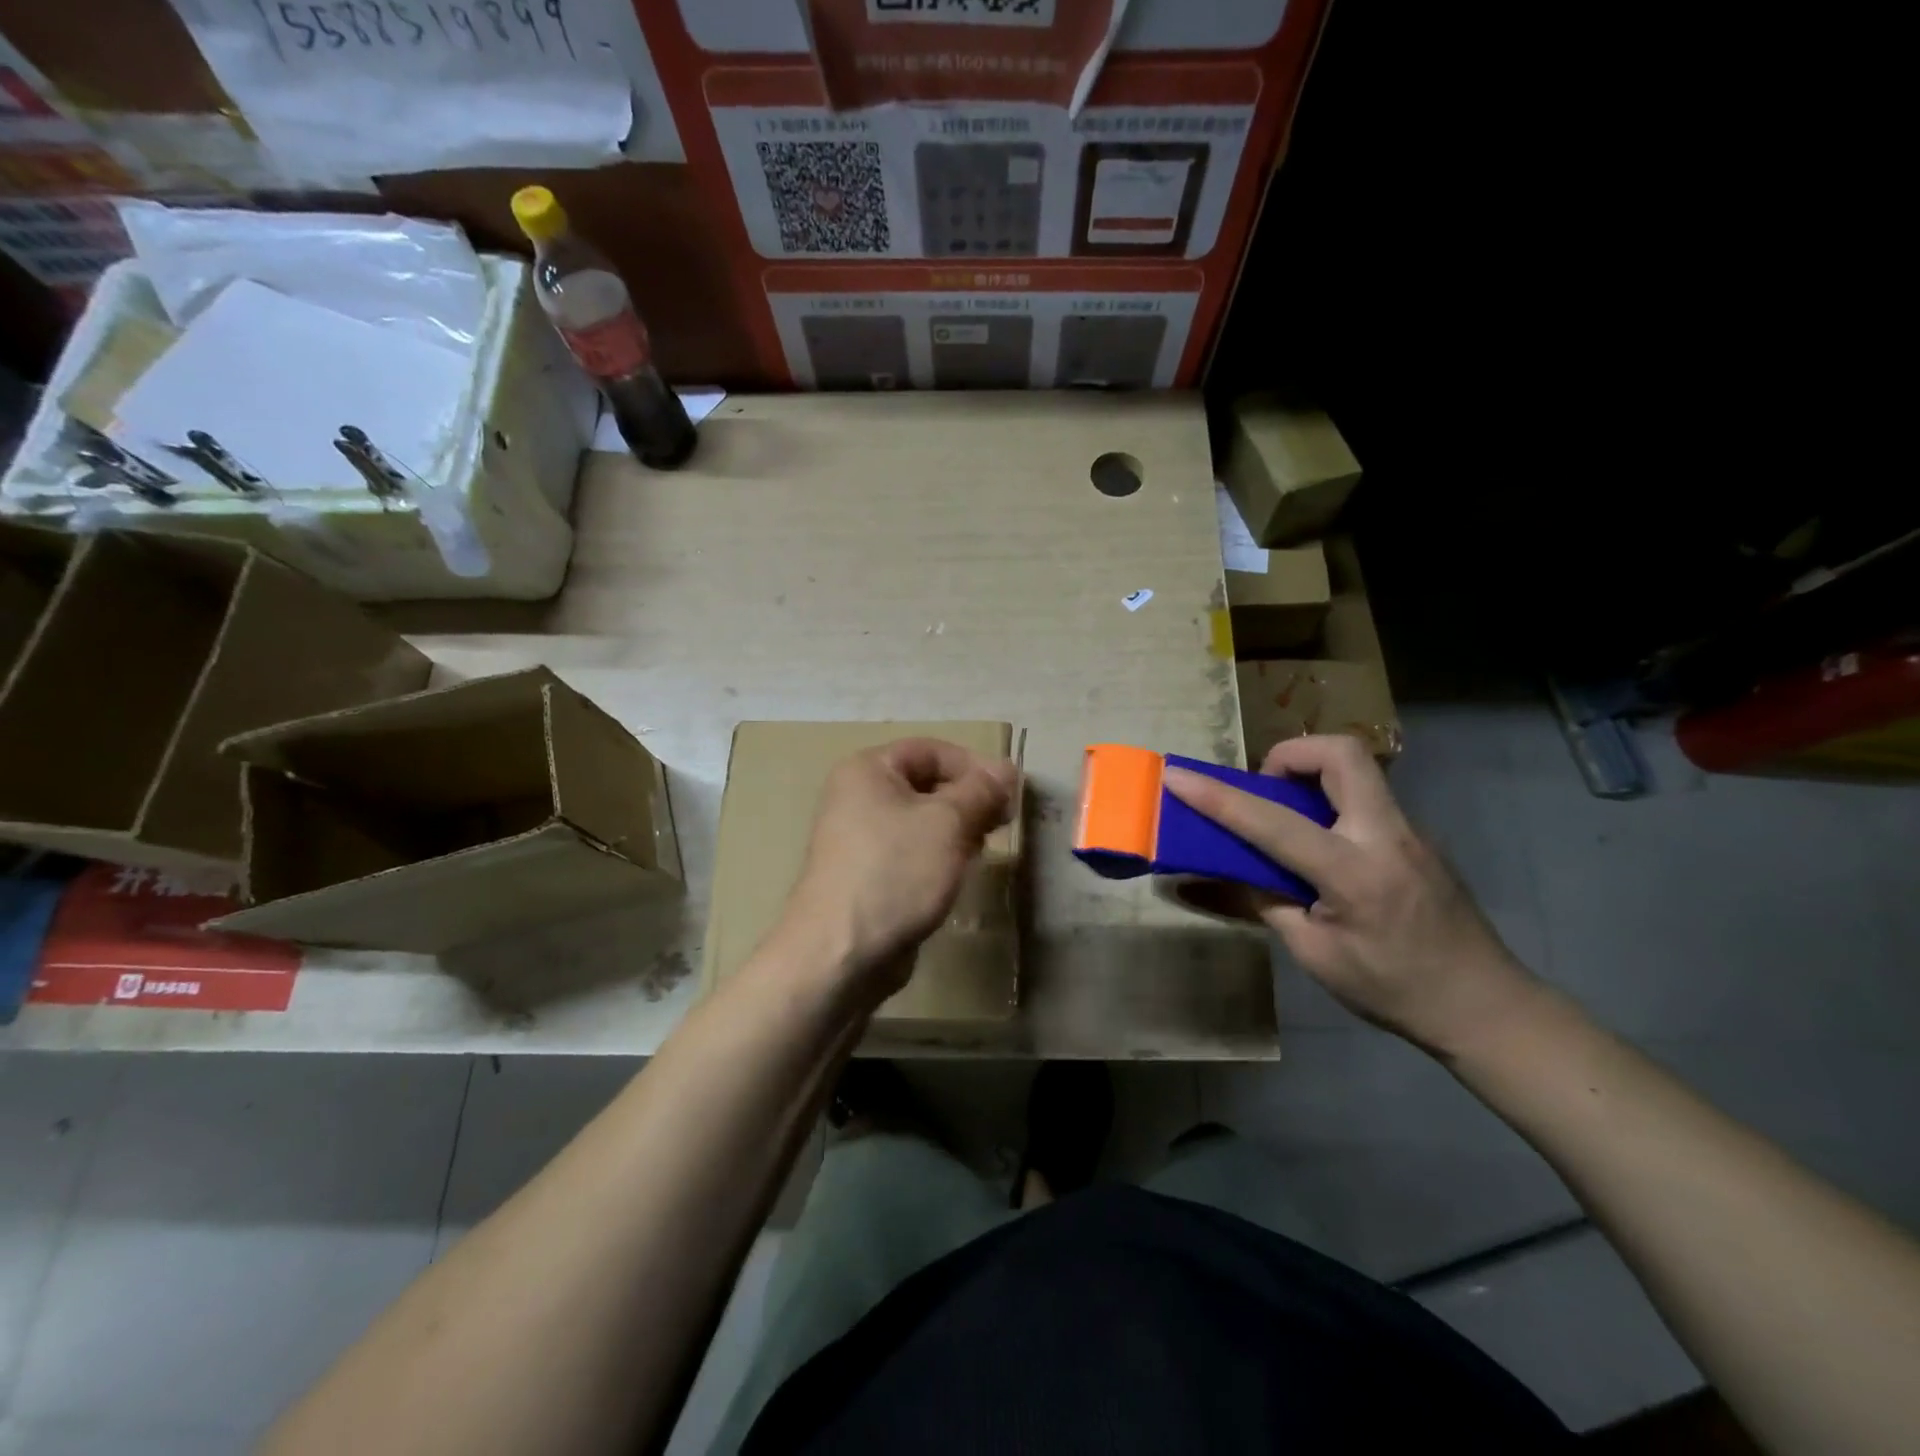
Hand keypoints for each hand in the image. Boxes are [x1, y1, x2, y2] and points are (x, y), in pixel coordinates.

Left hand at [781, 738, 1017, 998]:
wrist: (841, 952)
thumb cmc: (895, 872)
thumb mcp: (947, 822)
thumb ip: (981, 791)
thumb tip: (1006, 770)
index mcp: (868, 770)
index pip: (931, 750)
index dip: (974, 765)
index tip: (1010, 793)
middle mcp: (858, 796)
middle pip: (926, 783)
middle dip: (968, 800)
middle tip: (1002, 822)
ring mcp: (860, 838)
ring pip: (922, 820)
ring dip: (957, 829)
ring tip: (984, 849)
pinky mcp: (868, 874)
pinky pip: (911, 851)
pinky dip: (939, 856)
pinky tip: (959, 873)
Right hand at [1163, 735, 1538, 1056]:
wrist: (1486, 1006)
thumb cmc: (1393, 989)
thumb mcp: (1314, 955)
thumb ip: (1266, 902)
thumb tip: (1224, 875)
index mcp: (1354, 872)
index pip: (1272, 822)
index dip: (1217, 798)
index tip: (1176, 776)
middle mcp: (1386, 835)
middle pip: (1340, 753)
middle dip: (1289, 755)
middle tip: (1265, 790)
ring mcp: (1410, 830)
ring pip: (1356, 769)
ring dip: (1311, 776)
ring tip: (1288, 820)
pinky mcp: (1418, 836)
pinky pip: (1366, 797)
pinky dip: (1331, 803)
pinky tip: (1323, 849)